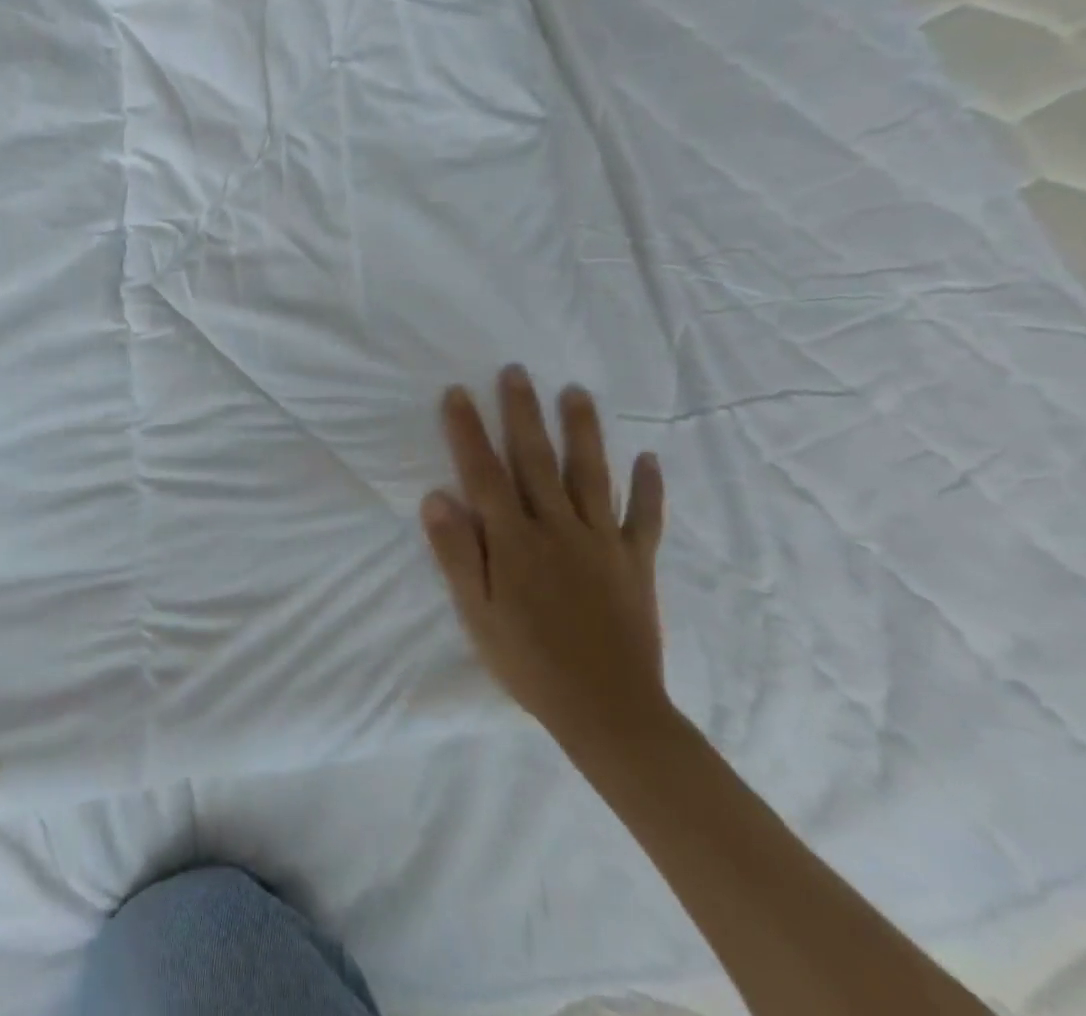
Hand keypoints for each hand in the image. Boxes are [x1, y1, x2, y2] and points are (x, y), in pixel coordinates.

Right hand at [421, 365, 667, 755]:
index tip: (458, 393)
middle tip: (516, 372)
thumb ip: (457, 552)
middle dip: (523, 413)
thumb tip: (435, 496)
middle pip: (536, 460)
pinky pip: (644, 519)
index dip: (468, 431)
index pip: (484, 473)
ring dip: (583, 431)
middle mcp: (558, 529)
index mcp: (515, 541)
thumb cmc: (529, 662)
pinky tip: (650, 458)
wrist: (610, 712)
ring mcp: (602, 543)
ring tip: (577, 392)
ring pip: (590, 475)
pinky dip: (649, 488)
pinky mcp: (636, 563)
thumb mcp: (477, 613)